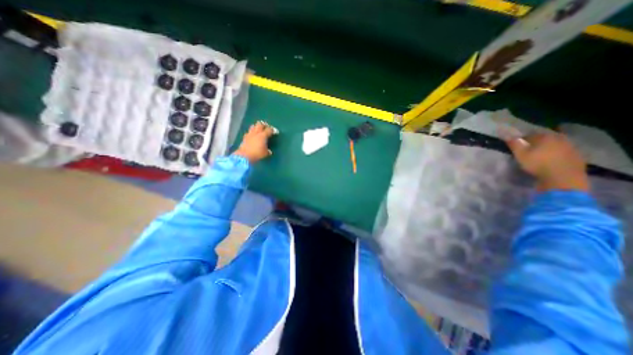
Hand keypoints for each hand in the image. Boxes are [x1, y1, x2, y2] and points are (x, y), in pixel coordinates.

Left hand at [230, 119, 274, 162]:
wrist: (245, 155)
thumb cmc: (257, 154)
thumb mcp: (265, 153)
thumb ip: (268, 151)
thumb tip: (269, 151)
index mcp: (263, 136)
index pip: (269, 130)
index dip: (272, 130)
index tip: (274, 132)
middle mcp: (256, 133)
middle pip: (260, 124)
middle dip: (264, 125)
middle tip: (266, 128)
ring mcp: (250, 134)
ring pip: (253, 126)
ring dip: (256, 127)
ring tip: (259, 130)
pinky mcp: (244, 137)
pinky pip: (248, 132)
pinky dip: (251, 132)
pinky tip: (252, 136)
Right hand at [505, 132, 587, 191]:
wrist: (563, 177)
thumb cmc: (538, 164)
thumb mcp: (520, 154)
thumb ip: (514, 144)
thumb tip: (508, 136)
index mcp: (545, 137)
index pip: (531, 135)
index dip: (523, 140)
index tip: (518, 146)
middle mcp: (560, 139)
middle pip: (545, 139)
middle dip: (537, 143)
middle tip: (529, 150)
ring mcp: (571, 147)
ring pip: (556, 145)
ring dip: (548, 148)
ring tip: (540, 155)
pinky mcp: (578, 156)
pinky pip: (564, 152)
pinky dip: (557, 155)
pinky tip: (552, 161)